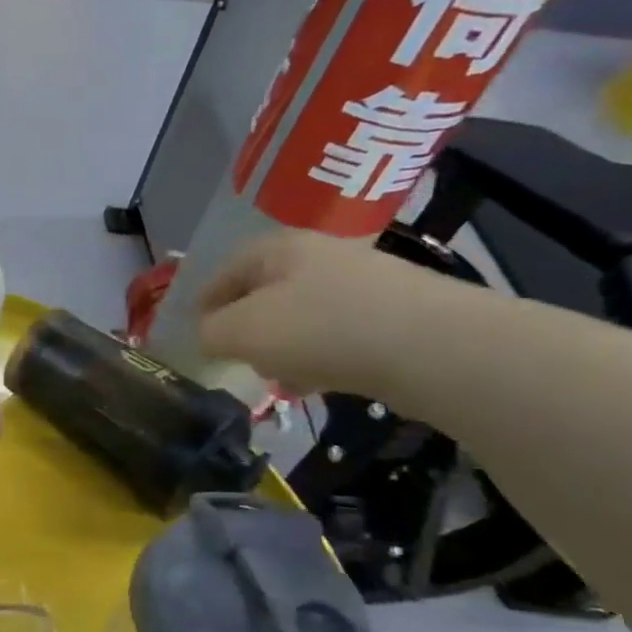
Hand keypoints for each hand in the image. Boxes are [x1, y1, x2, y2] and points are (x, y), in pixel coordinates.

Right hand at [196, 230, 457, 396]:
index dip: (205, 300)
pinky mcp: (396, 314)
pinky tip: (321, 382)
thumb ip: (209, 333)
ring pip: (303, 316)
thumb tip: (210, 336)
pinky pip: (339, 335)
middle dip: (247, 326)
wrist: (436, 348)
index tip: (195, 330)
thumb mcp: (240, 332)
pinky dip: (322, 356)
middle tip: (236, 357)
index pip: (226, 269)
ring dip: (284, 346)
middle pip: (266, 292)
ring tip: (279, 377)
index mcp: (279, 248)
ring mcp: (364, 283)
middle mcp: (321, 255)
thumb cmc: (320, 328)